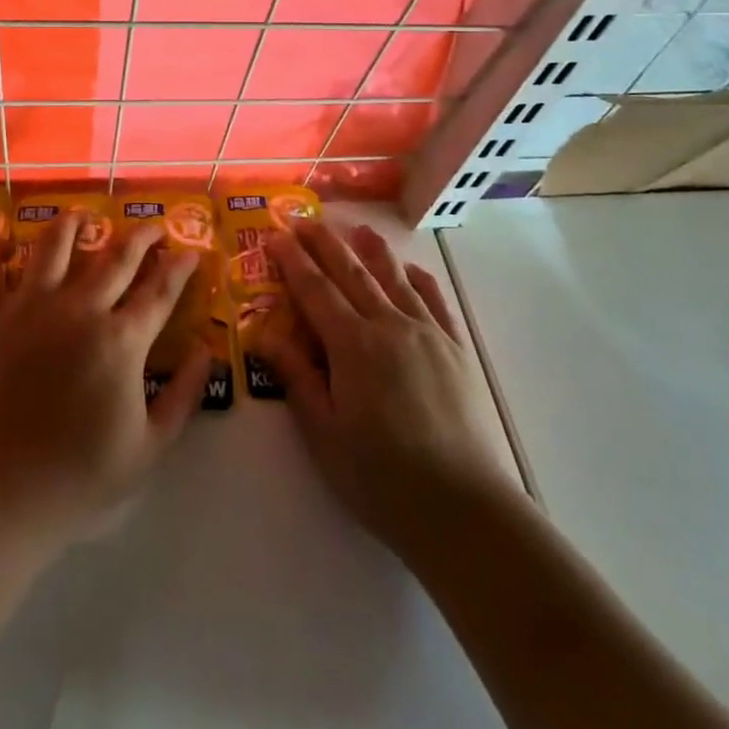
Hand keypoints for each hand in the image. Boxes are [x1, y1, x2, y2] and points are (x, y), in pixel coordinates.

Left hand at [0, 210, 213, 550]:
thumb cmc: (76, 480)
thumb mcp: (148, 450)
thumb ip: (183, 396)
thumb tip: (207, 351)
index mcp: (121, 340)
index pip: (160, 290)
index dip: (181, 267)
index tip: (192, 251)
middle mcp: (80, 308)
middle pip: (117, 256)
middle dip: (142, 236)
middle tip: (153, 226)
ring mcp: (30, 307)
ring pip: (55, 245)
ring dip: (73, 224)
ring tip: (83, 217)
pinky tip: (2, 243)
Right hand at [263, 220, 516, 559]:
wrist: (463, 509)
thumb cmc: (381, 478)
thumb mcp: (324, 434)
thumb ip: (296, 378)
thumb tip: (264, 334)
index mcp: (352, 345)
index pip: (314, 289)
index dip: (292, 260)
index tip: (275, 234)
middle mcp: (388, 325)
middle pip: (351, 272)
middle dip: (324, 242)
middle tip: (303, 218)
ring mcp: (427, 334)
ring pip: (394, 278)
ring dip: (371, 250)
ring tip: (357, 227)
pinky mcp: (457, 350)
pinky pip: (435, 301)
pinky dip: (419, 279)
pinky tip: (410, 270)